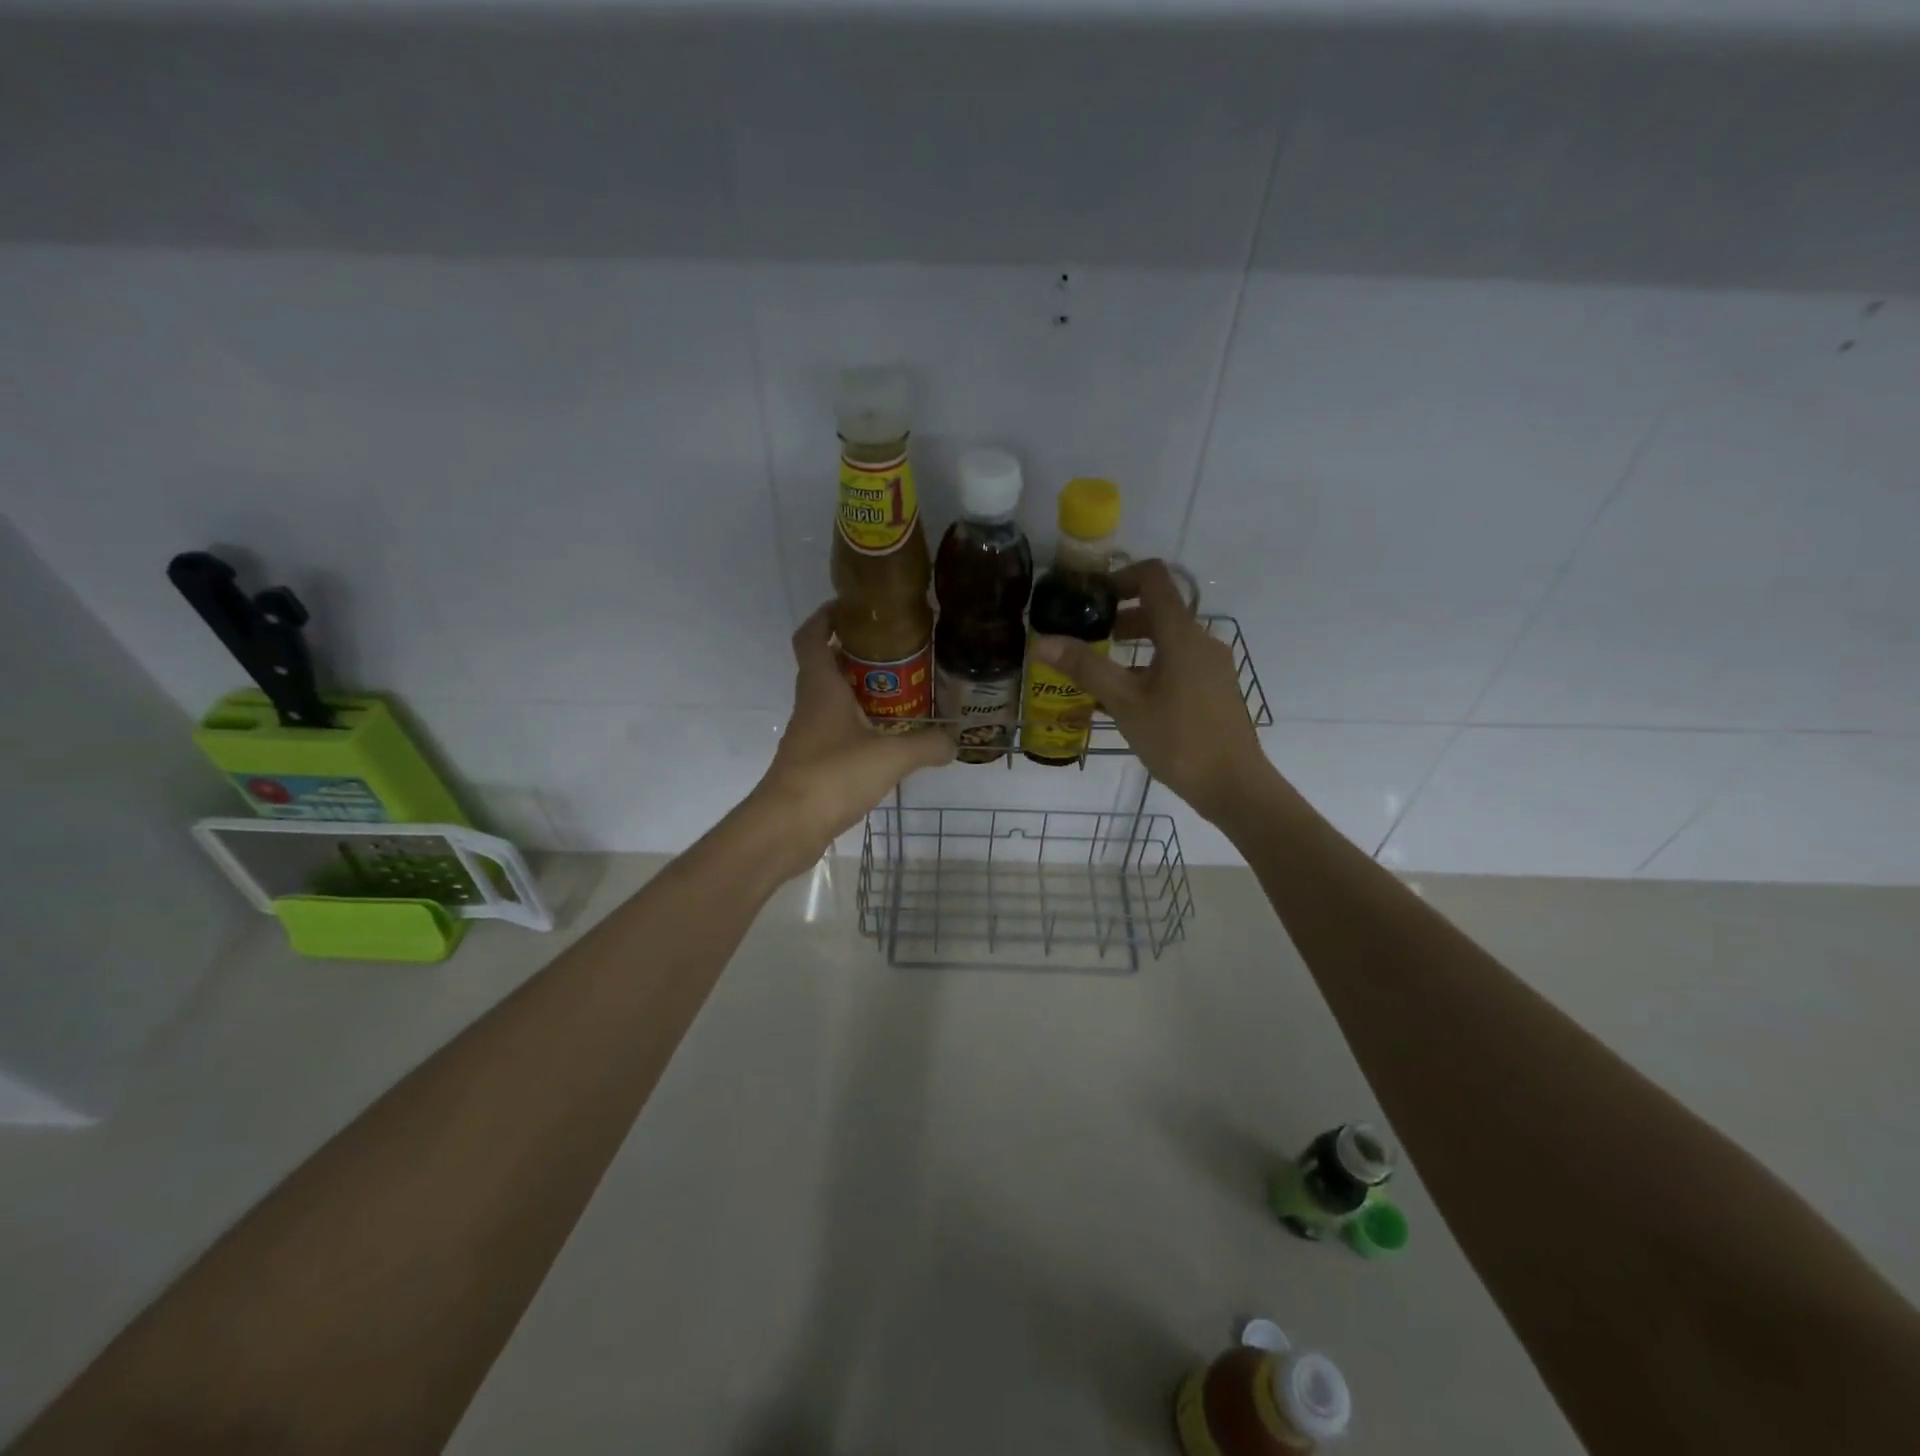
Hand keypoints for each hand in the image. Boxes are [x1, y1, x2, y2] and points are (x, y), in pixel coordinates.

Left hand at [747, 604, 954, 874]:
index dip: (825, 617)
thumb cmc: (833, 776)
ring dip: (858, 692)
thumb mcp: (890, 757)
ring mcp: (808, 736)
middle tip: (895, 653)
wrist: (787, 827)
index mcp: (821, 688)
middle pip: (825, 666)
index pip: (811, 637)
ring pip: (831, 701)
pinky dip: (858, 727)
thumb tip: (954, 741)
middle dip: (854, 654)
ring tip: (900, 694)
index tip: (850, 607)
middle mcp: (810, 705)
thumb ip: (926, 745)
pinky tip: (886, 740)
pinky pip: (836, 732)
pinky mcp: (812, 764)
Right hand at [1029, 560, 1270, 824]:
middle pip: (1160, 610)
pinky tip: (1129, 701)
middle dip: (1120, 618)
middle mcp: (1202, 641)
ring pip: (1168, 640)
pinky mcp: (1215, 689)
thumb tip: (1042, 641)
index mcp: (1181, 635)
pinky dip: (1151, 667)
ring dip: (1134, 647)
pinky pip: (1178, 664)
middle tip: (1088, 639)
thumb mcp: (1125, 704)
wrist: (1234, 786)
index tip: (1090, 599)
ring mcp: (1212, 666)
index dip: (1119, 577)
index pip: (1153, 578)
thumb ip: (1085, 668)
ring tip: (1102, 673)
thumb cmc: (1178, 739)